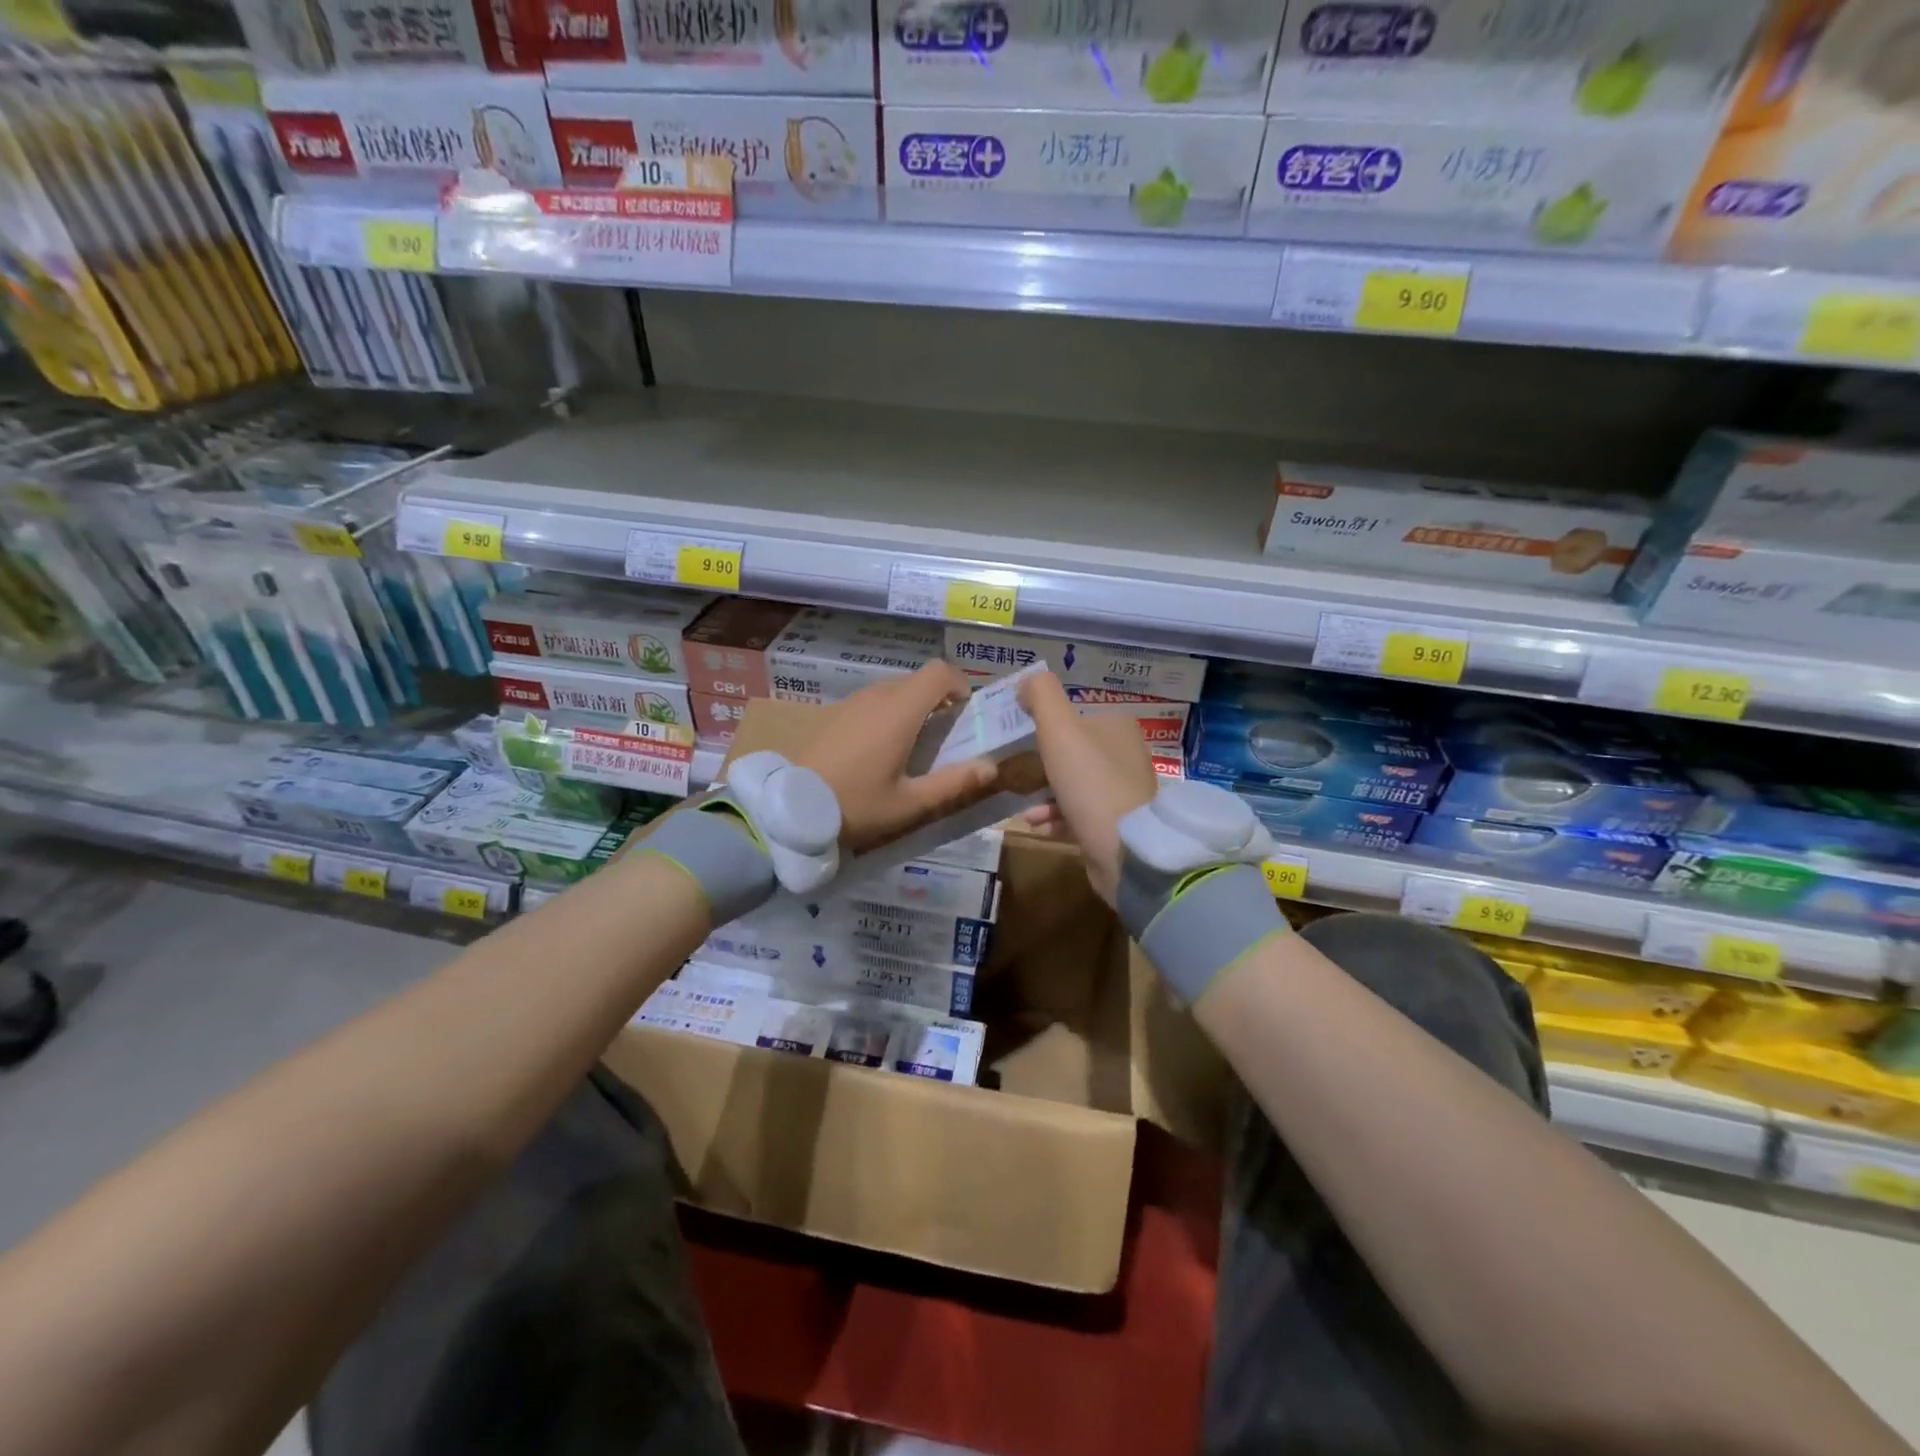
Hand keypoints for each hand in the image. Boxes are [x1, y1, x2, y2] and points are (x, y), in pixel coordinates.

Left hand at [796, 660, 999, 853]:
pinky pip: (874, 700)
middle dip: (939, 698)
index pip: (939, 672)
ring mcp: (853, 701)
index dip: (958, 684)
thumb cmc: (857, 803)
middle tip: (946, 734)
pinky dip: (890, 711)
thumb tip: (991, 767)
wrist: (792, 807)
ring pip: (895, 688)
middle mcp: (878, 696)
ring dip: (913, 705)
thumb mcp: (910, 802)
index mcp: (900, 710)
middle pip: (918, 680)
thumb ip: (953, 783)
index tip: (965, 712)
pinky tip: (884, 747)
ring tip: (916, 743)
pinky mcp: (836, 712)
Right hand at [1016, 670, 1157, 905]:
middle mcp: (1125, 754)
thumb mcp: (1059, 728)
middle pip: (1072, 751)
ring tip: (1020, 802)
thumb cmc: (1089, 781)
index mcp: (1117, 726)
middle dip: (1040, 763)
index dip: (1044, 725)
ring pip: (1073, 784)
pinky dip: (1055, 816)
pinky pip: (1078, 813)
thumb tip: (1028, 681)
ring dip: (1043, 792)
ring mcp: (1124, 792)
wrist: (1124, 849)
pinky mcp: (1117, 825)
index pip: (1074, 716)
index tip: (1016, 738)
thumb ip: (1042, 696)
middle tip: (1013, 770)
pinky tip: (1036, 824)